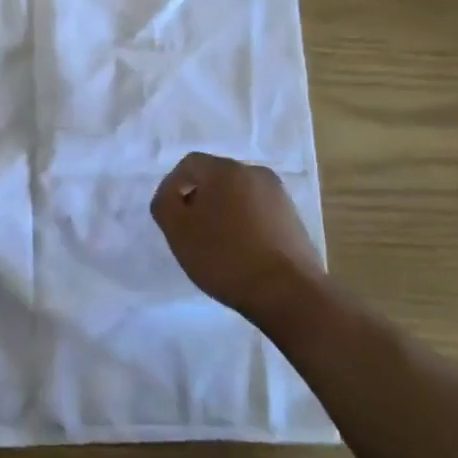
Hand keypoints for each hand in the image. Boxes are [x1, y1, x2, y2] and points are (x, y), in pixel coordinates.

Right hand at [151, 152, 326, 326]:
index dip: (172, 187)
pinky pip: (258, 212)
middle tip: (189, 231)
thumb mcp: (178, 231)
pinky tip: (240, 252)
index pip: (189, 165)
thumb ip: (164, 204)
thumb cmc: (225, 256)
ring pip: (238, 196)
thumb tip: (171, 195)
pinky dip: (244, 225)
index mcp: (225, 169)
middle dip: (198, 200)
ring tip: (215, 244)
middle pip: (215, 178)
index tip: (169, 217)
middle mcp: (255, 173)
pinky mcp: (293, 219)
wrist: (288, 292)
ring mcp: (279, 195)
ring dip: (222, 213)